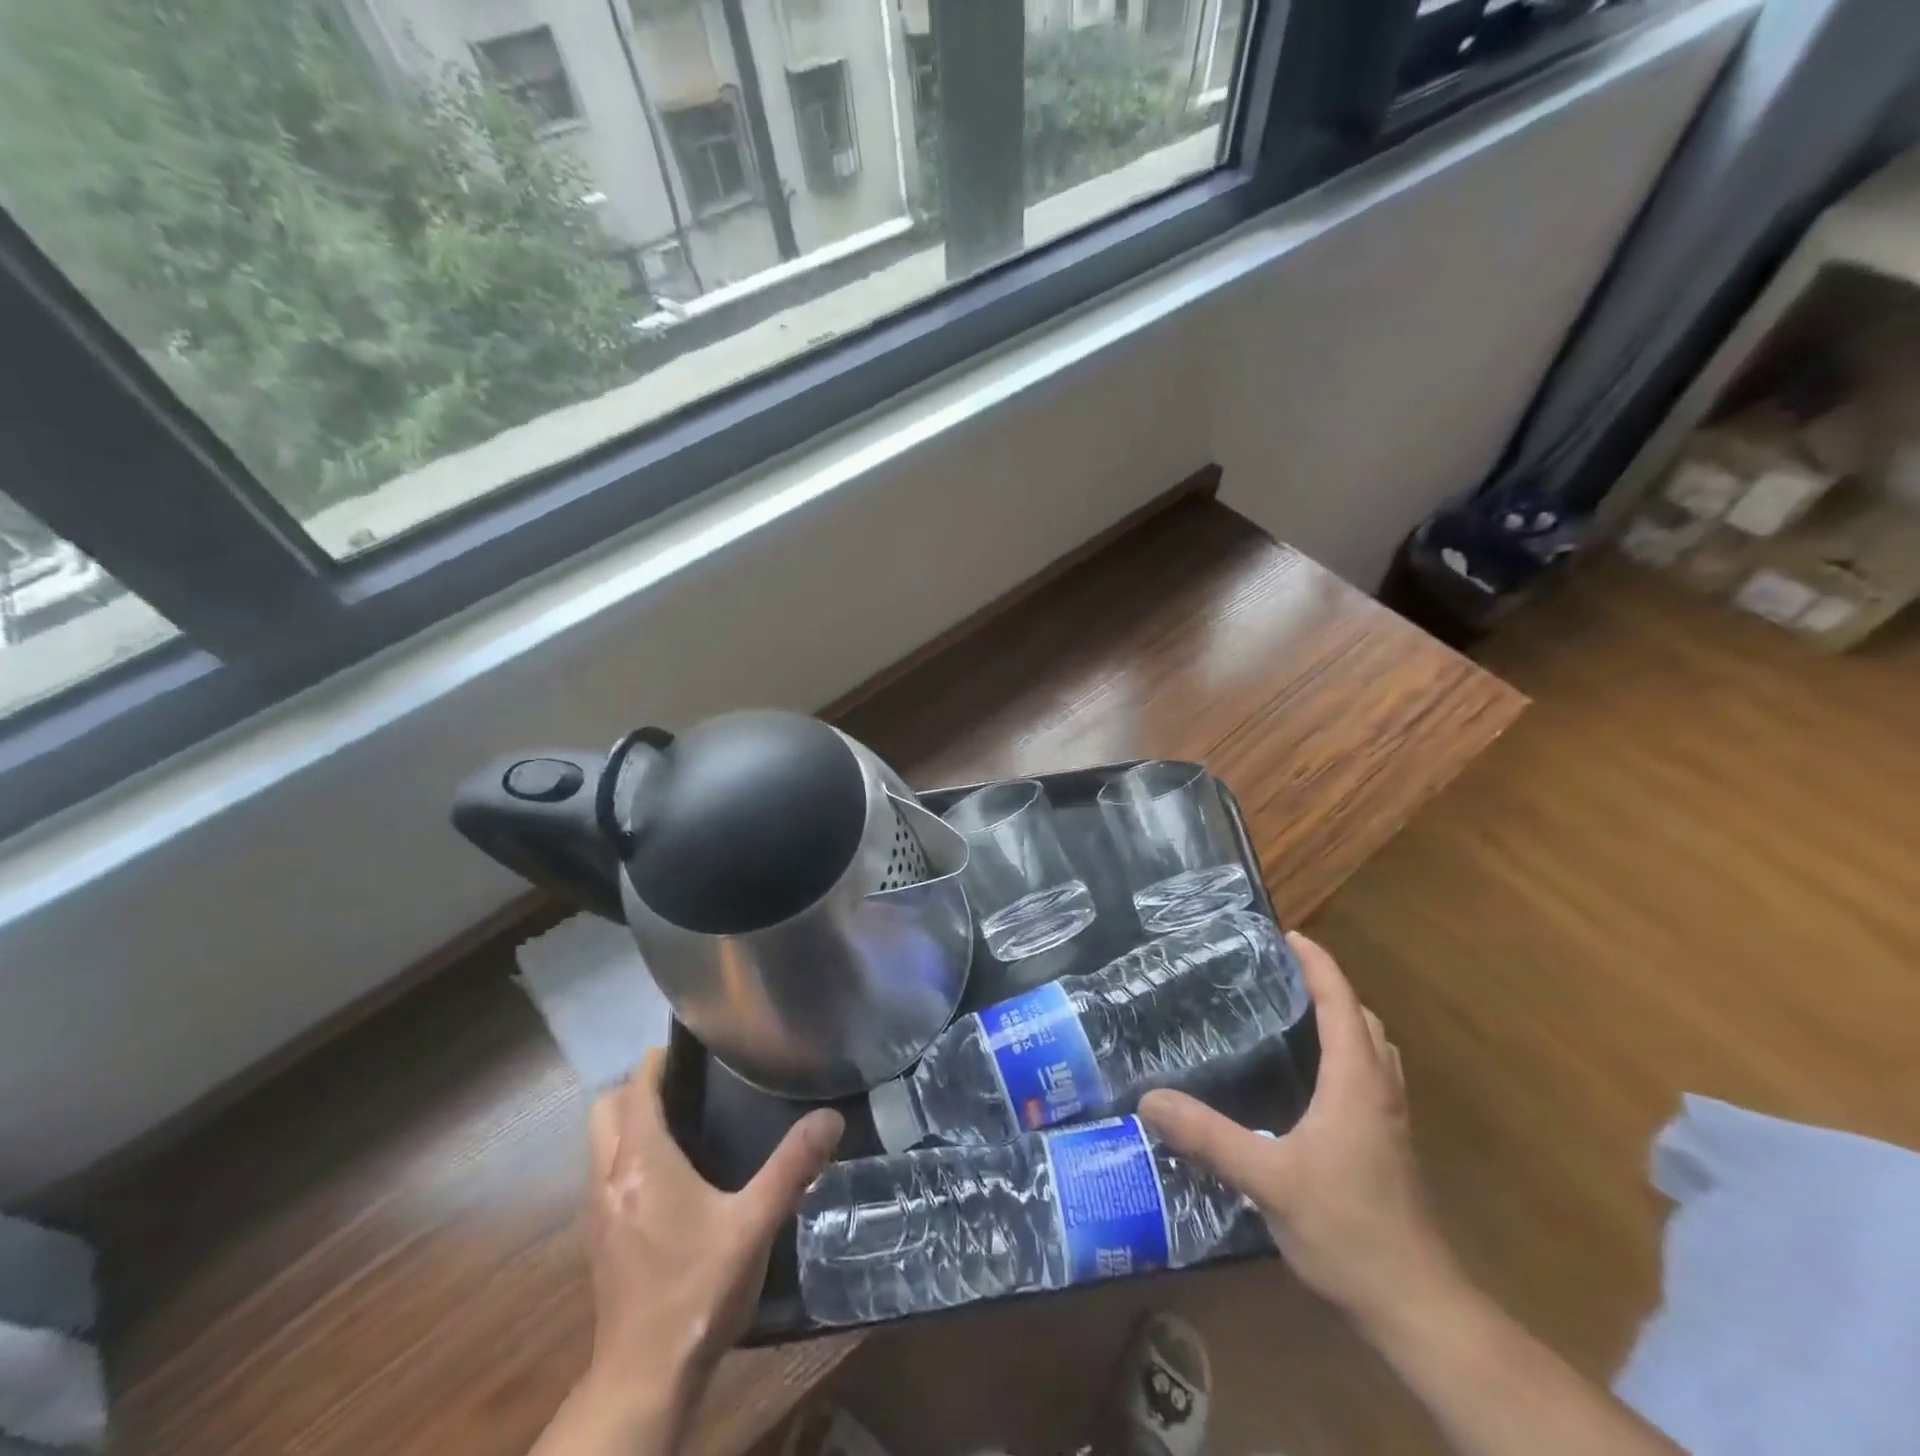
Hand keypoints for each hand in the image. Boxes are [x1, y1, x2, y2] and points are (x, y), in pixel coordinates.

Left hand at [580, 1050, 843, 1404]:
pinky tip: (667, 1175)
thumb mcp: (755, 1224)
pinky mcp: (599, 1237)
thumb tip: (831, 1118)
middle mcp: (609, 1177)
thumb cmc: (698, 1289)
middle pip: (605, 1109)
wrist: (645, 1377)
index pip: (636, 1089)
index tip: (690, 1047)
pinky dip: (625, 1153)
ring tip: (680, 1119)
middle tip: (686, 1084)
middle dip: (637, 1086)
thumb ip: (793, 1167)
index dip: (657, 1061)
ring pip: (600, 1141)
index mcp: (642, 1162)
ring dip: (627, 1120)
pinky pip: (604, 1171)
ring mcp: (598, 1210)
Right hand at [1139, 931, 1458, 1334]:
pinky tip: (1312, 1076)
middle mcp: (1379, 1090)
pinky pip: (1370, 1075)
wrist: (1415, 1305)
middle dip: (1328, 985)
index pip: (1341, 1003)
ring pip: (1372, 1048)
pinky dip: (1347, 1051)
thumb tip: (1149, 1098)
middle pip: (1362, 1018)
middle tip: (1280, 971)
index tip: (1287, 935)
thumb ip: (1208, 1137)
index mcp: (1357, 1081)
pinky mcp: (1387, 1145)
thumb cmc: (1347, 1229)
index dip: (1318, 965)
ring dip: (1343, 1017)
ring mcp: (1389, 1120)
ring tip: (1295, 1011)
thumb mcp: (1268, 1179)